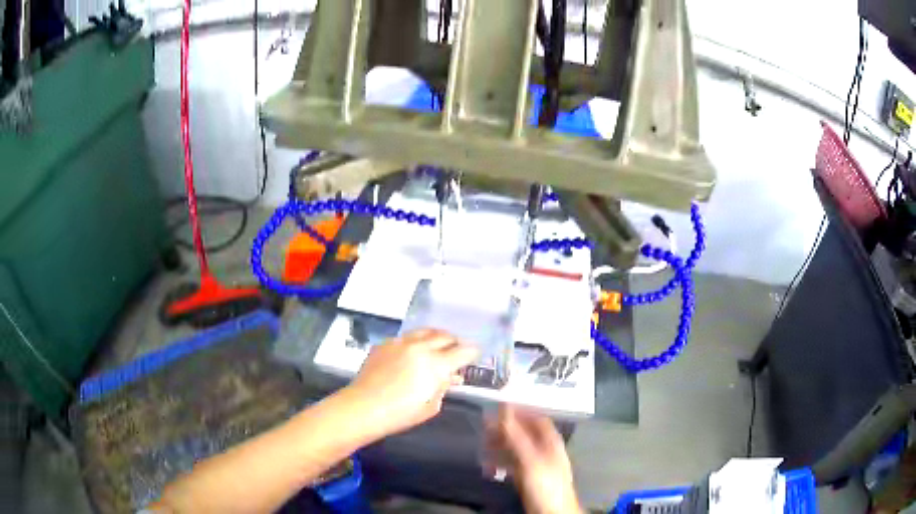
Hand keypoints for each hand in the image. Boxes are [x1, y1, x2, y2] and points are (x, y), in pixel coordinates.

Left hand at [344, 329, 477, 439]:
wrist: (363, 406)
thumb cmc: (401, 413)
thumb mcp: (430, 406)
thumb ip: (443, 387)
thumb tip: (452, 377)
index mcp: (437, 364)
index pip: (462, 352)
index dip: (472, 352)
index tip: (476, 353)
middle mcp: (421, 347)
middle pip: (444, 336)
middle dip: (454, 342)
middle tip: (457, 348)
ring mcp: (401, 342)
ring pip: (425, 331)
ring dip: (436, 336)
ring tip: (438, 343)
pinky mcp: (385, 344)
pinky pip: (406, 337)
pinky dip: (416, 341)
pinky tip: (413, 350)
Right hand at [486, 406, 582, 513]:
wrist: (552, 513)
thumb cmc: (545, 484)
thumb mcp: (529, 459)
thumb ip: (516, 436)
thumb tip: (503, 410)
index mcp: (551, 442)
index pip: (537, 419)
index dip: (520, 411)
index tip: (500, 407)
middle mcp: (545, 450)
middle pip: (525, 433)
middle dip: (505, 429)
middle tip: (485, 426)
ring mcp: (537, 465)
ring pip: (517, 449)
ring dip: (500, 446)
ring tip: (483, 445)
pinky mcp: (529, 478)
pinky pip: (513, 465)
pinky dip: (500, 463)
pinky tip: (489, 466)